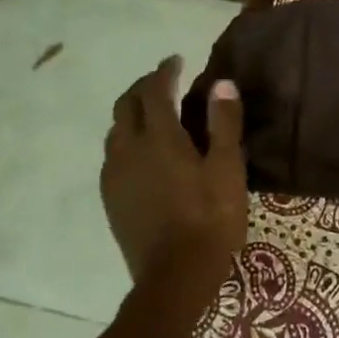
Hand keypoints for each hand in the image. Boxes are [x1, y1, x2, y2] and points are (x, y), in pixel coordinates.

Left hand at [100, 56, 246, 291]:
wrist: (174, 276)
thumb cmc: (210, 219)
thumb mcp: (228, 170)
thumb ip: (224, 124)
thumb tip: (221, 83)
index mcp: (159, 138)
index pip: (155, 90)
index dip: (164, 71)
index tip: (176, 60)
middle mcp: (128, 149)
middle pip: (126, 105)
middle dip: (143, 87)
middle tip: (163, 82)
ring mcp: (114, 175)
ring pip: (115, 131)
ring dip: (131, 113)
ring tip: (152, 115)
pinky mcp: (110, 198)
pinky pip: (112, 156)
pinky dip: (125, 141)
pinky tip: (141, 154)